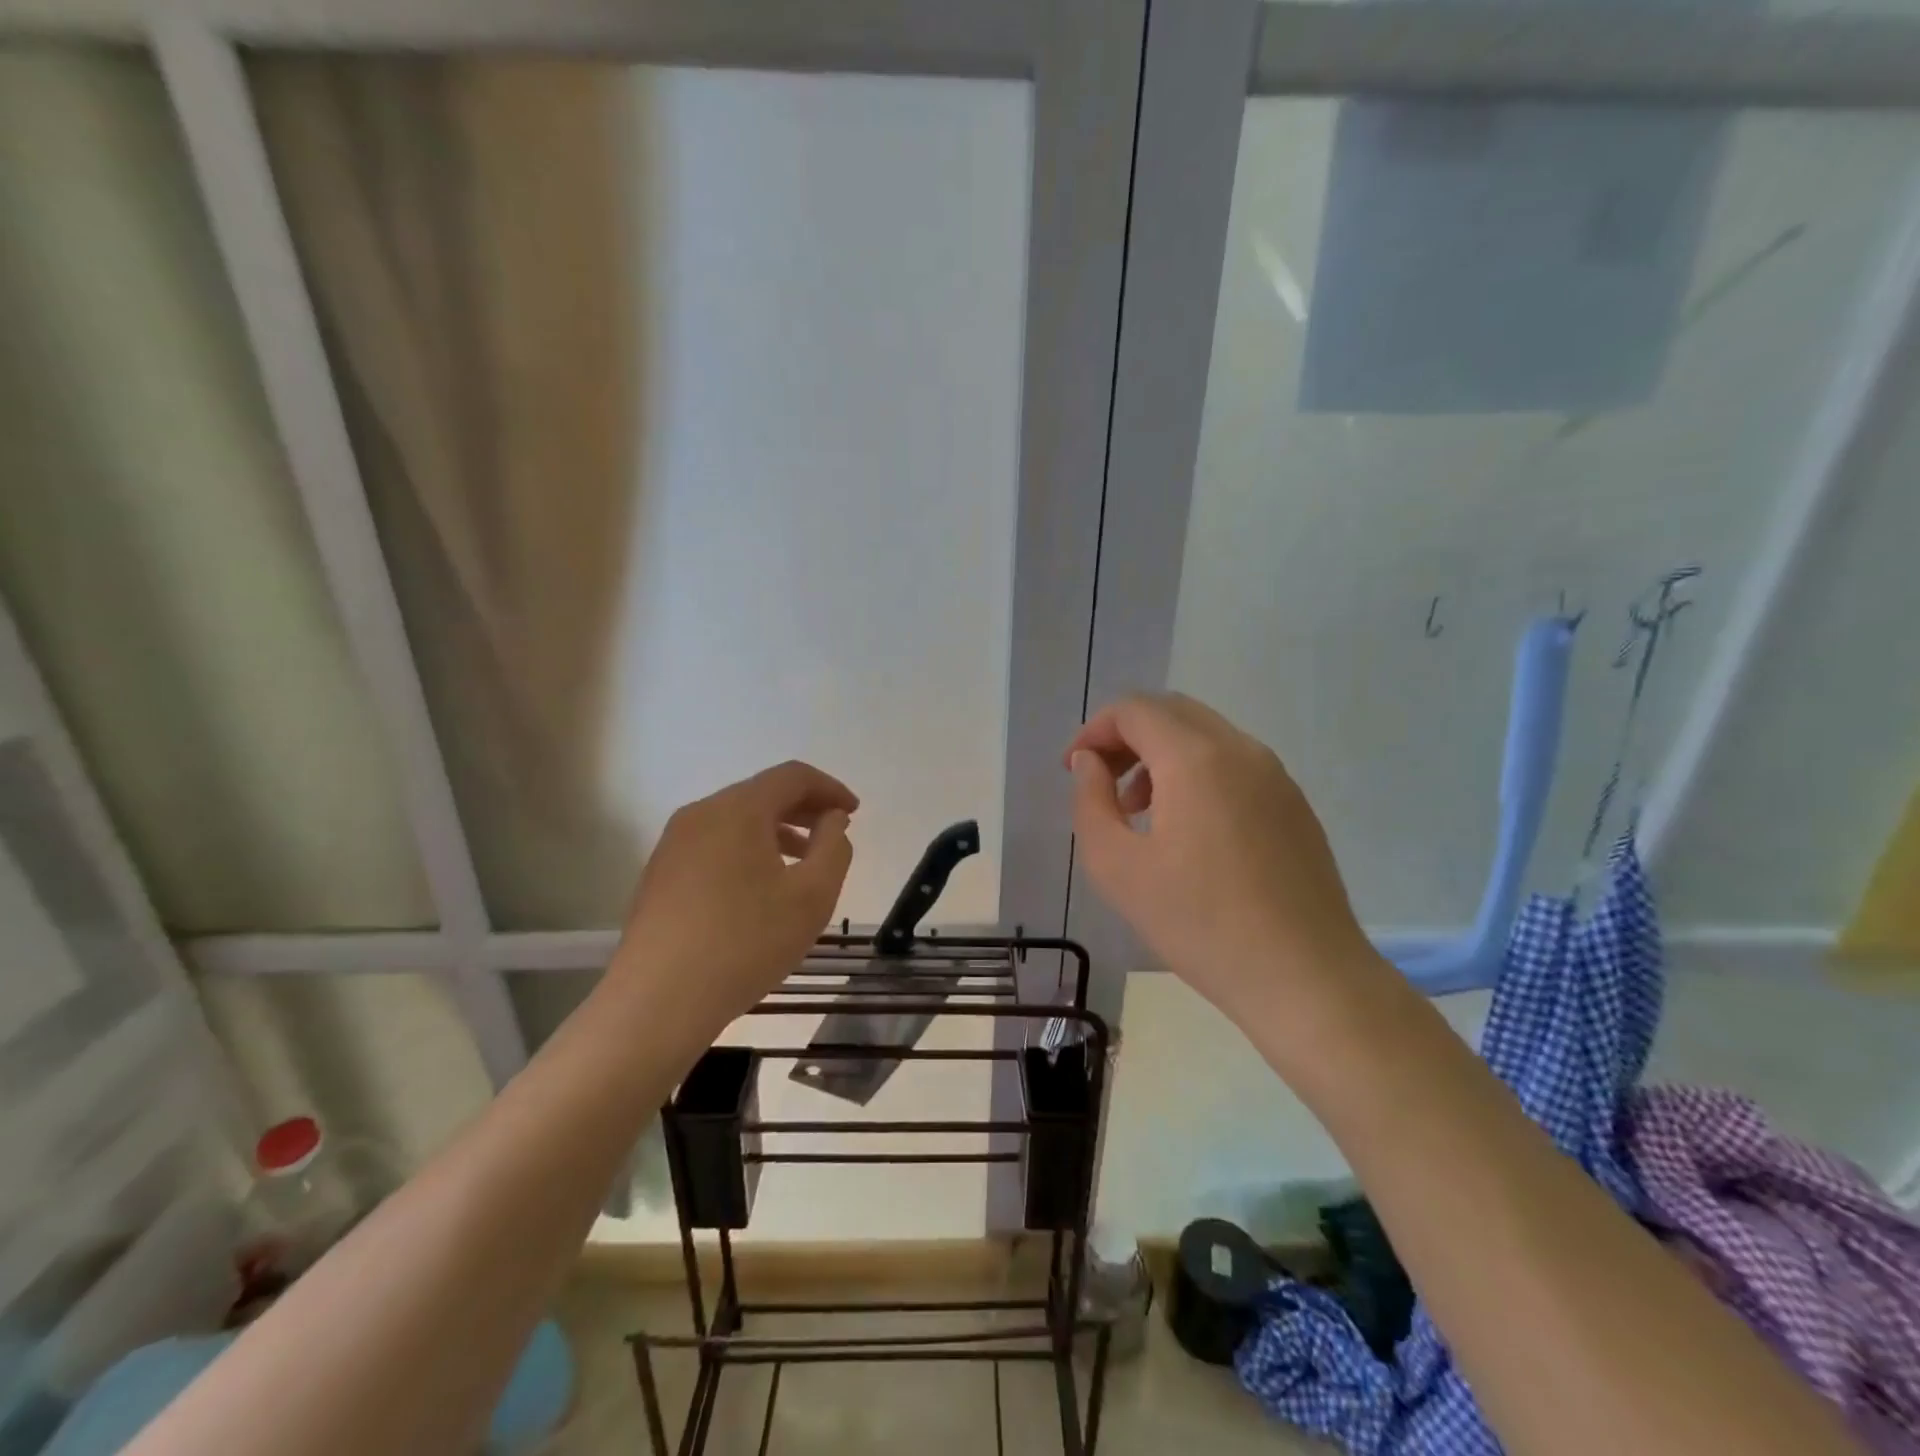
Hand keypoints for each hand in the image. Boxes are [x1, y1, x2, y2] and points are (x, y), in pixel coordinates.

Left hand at [610, 761, 857, 1039]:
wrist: (658, 1002)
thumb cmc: (746, 943)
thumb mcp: (812, 896)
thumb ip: (834, 847)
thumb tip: (832, 820)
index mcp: (737, 809)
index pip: (792, 776)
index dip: (830, 788)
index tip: (855, 813)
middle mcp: (701, 814)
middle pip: (761, 794)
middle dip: (803, 808)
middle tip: (834, 833)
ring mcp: (673, 844)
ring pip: (736, 821)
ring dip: (776, 831)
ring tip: (802, 863)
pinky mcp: (660, 874)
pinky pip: (714, 845)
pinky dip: (747, 850)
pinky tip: (760, 888)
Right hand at [1065, 693, 1375, 1025]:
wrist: (1305, 978)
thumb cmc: (1200, 925)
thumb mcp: (1117, 868)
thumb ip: (1091, 802)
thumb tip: (1089, 763)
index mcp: (1196, 758)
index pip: (1134, 710)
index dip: (1094, 730)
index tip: (1072, 768)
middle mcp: (1241, 750)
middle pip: (1171, 712)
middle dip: (1126, 737)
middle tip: (1101, 783)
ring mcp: (1275, 776)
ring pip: (1205, 736)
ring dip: (1161, 756)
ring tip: (1139, 812)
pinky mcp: (1294, 804)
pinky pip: (1234, 764)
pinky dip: (1196, 773)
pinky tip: (1188, 831)